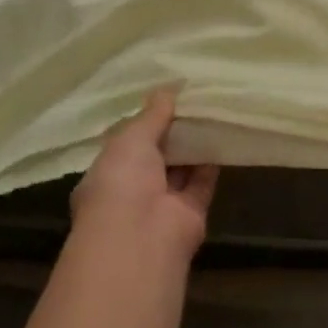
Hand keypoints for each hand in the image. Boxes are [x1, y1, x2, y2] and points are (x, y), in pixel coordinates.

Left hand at [71, 87, 218, 264]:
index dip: (143, 122)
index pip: (125, 144)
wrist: (141, 238)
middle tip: (192, 99)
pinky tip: (222, 133)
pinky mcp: (190, 214)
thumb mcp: (131, 138)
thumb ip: (151, 115)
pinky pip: (202, 182)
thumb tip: (167, 89)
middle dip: (170, 132)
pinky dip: (211, 161)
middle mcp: (131, 191)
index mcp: (106, 174)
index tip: (163, 99)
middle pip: (155, 156)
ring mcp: (161, 205)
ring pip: (180, 169)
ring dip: (192, 144)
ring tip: (210, 110)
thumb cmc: (121, 182)